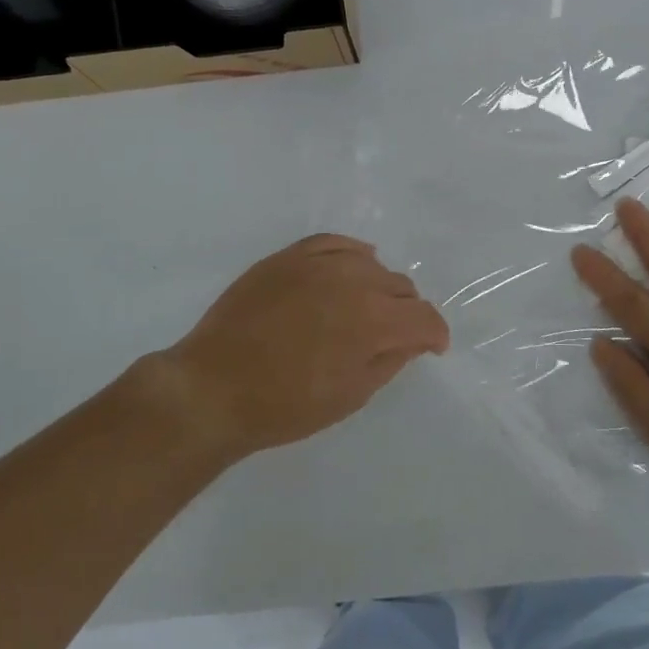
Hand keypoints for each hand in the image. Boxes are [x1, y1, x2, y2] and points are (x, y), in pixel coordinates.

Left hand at [150, 234, 449, 461]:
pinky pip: (335, 243)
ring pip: (371, 264)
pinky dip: (352, 255)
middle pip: (401, 286)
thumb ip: (390, 360)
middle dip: (406, 312)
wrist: (214, 388)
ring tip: (364, 308)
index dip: (435, 334)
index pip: (424, 317)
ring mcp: (318, 263)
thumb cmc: (286, 405)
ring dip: (378, 287)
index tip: (432, 348)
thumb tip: (412, 339)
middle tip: (393, 336)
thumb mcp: (351, 395)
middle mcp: (353, 281)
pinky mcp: (289, 256)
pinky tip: (352, 267)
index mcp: (373, 321)